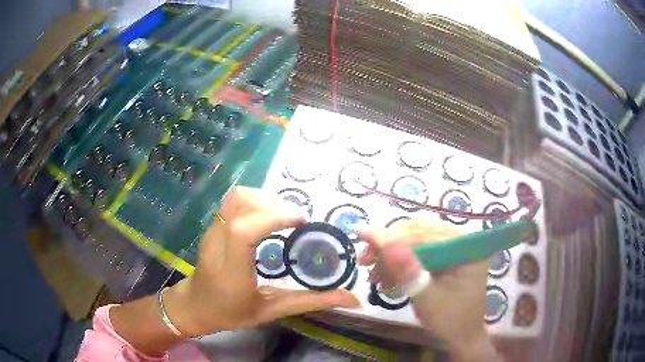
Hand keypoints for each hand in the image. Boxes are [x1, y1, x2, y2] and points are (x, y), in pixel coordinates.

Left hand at [165, 187, 358, 336]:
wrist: (196, 306)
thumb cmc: (231, 312)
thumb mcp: (272, 310)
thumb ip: (311, 302)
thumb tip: (352, 298)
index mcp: (231, 269)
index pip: (244, 230)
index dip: (273, 217)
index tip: (301, 220)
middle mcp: (217, 243)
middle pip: (239, 203)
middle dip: (273, 204)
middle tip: (295, 220)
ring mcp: (212, 231)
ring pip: (235, 197)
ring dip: (263, 199)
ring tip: (283, 217)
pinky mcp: (212, 226)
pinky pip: (233, 202)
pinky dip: (254, 201)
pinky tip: (267, 218)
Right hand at [358, 219, 498, 361]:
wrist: (462, 333)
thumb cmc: (450, 320)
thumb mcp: (428, 300)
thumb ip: (409, 273)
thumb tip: (386, 244)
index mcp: (465, 248)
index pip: (425, 234)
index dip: (392, 236)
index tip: (362, 234)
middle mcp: (460, 240)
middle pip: (419, 231)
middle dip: (388, 245)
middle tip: (364, 259)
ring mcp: (452, 246)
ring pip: (414, 238)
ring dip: (390, 253)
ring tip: (372, 272)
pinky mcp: (443, 255)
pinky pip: (417, 249)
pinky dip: (398, 261)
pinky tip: (385, 275)